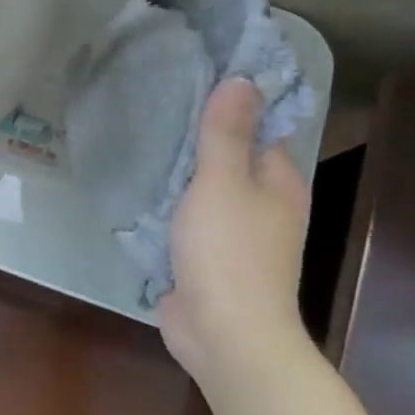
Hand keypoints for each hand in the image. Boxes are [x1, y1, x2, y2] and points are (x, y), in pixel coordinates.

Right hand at [157, 78, 312, 390]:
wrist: (225, 335)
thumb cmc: (229, 253)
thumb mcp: (223, 183)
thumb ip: (226, 133)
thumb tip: (242, 80)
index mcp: (278, 182)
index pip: (258, 128)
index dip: (228, 103)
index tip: (189, 78)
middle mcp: (262, 204)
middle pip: (227, 157)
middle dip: (194, 135)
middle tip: (149, 103)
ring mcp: (233, 233)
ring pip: (202, 188)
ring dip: (175, 171)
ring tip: (135, 137)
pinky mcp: (204, 256)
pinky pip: (183, 217)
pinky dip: (164, 203)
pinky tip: (135, 187)